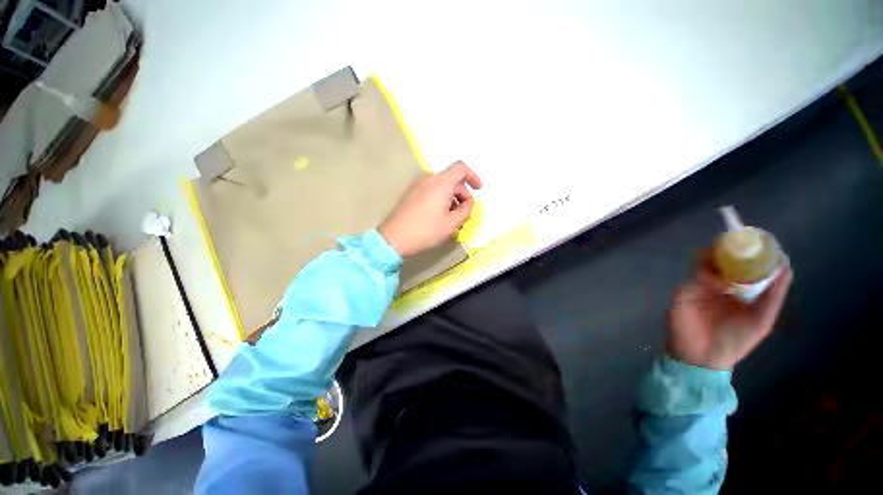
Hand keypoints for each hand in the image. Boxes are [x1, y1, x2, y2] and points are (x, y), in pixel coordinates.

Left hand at [379, 161, 482, 256]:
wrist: (394, 238)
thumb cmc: (426, 230)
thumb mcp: (452, 223)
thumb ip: (466, 209)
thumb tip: (468, 202)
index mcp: (441, 182)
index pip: (461, 168)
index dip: (473, 176)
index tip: (478, 189)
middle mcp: (429, 179)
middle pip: (452, 179)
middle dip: (462, 194)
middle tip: (463, 214)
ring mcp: (417, 185)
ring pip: (441, 186)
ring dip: (451, 199)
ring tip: (451, 218)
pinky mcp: (411, 193)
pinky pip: (431, 191)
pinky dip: (440, 199)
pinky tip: (439, 217)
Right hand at [667, 251, 792, 369]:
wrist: (701, 357)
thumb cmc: (734, 342)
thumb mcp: (761, 321)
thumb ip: (773, 296)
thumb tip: (785, 267)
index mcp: (741, 292)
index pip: (747, 268)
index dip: (755, 254)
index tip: (763, 241)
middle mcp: (721, 286)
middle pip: (726, 261)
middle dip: (734, 249)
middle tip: (743, 238)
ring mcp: (701, 287)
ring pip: (707, 263)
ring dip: (717, 255)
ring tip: (728, 247)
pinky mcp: (685, 291)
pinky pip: (694, 275)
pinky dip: (704, 269)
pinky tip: (715, 270)